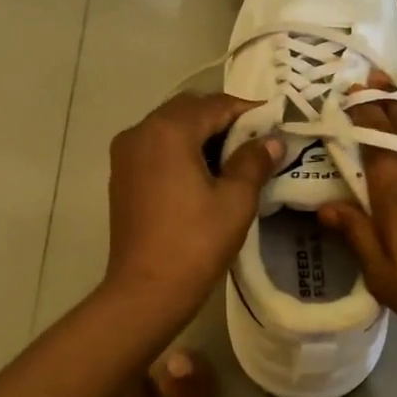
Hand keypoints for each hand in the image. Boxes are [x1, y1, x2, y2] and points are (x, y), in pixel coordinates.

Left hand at [104, 92, 282, 321]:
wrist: (146, 291)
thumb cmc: (195, 243)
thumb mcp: (235, 200)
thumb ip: (253, 162)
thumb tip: (270, 142)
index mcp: (168, 130)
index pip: (215, 105)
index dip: (248, 111)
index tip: (275, 122)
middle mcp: (140, 131)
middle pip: (188, 110)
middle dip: (223, 119)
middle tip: (256, 140)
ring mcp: (126, 154)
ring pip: (170, 127)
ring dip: (201, 134)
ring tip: (234, 157)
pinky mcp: (121, 176)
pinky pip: (156, 147)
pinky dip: (181, 149)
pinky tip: (204, 173)